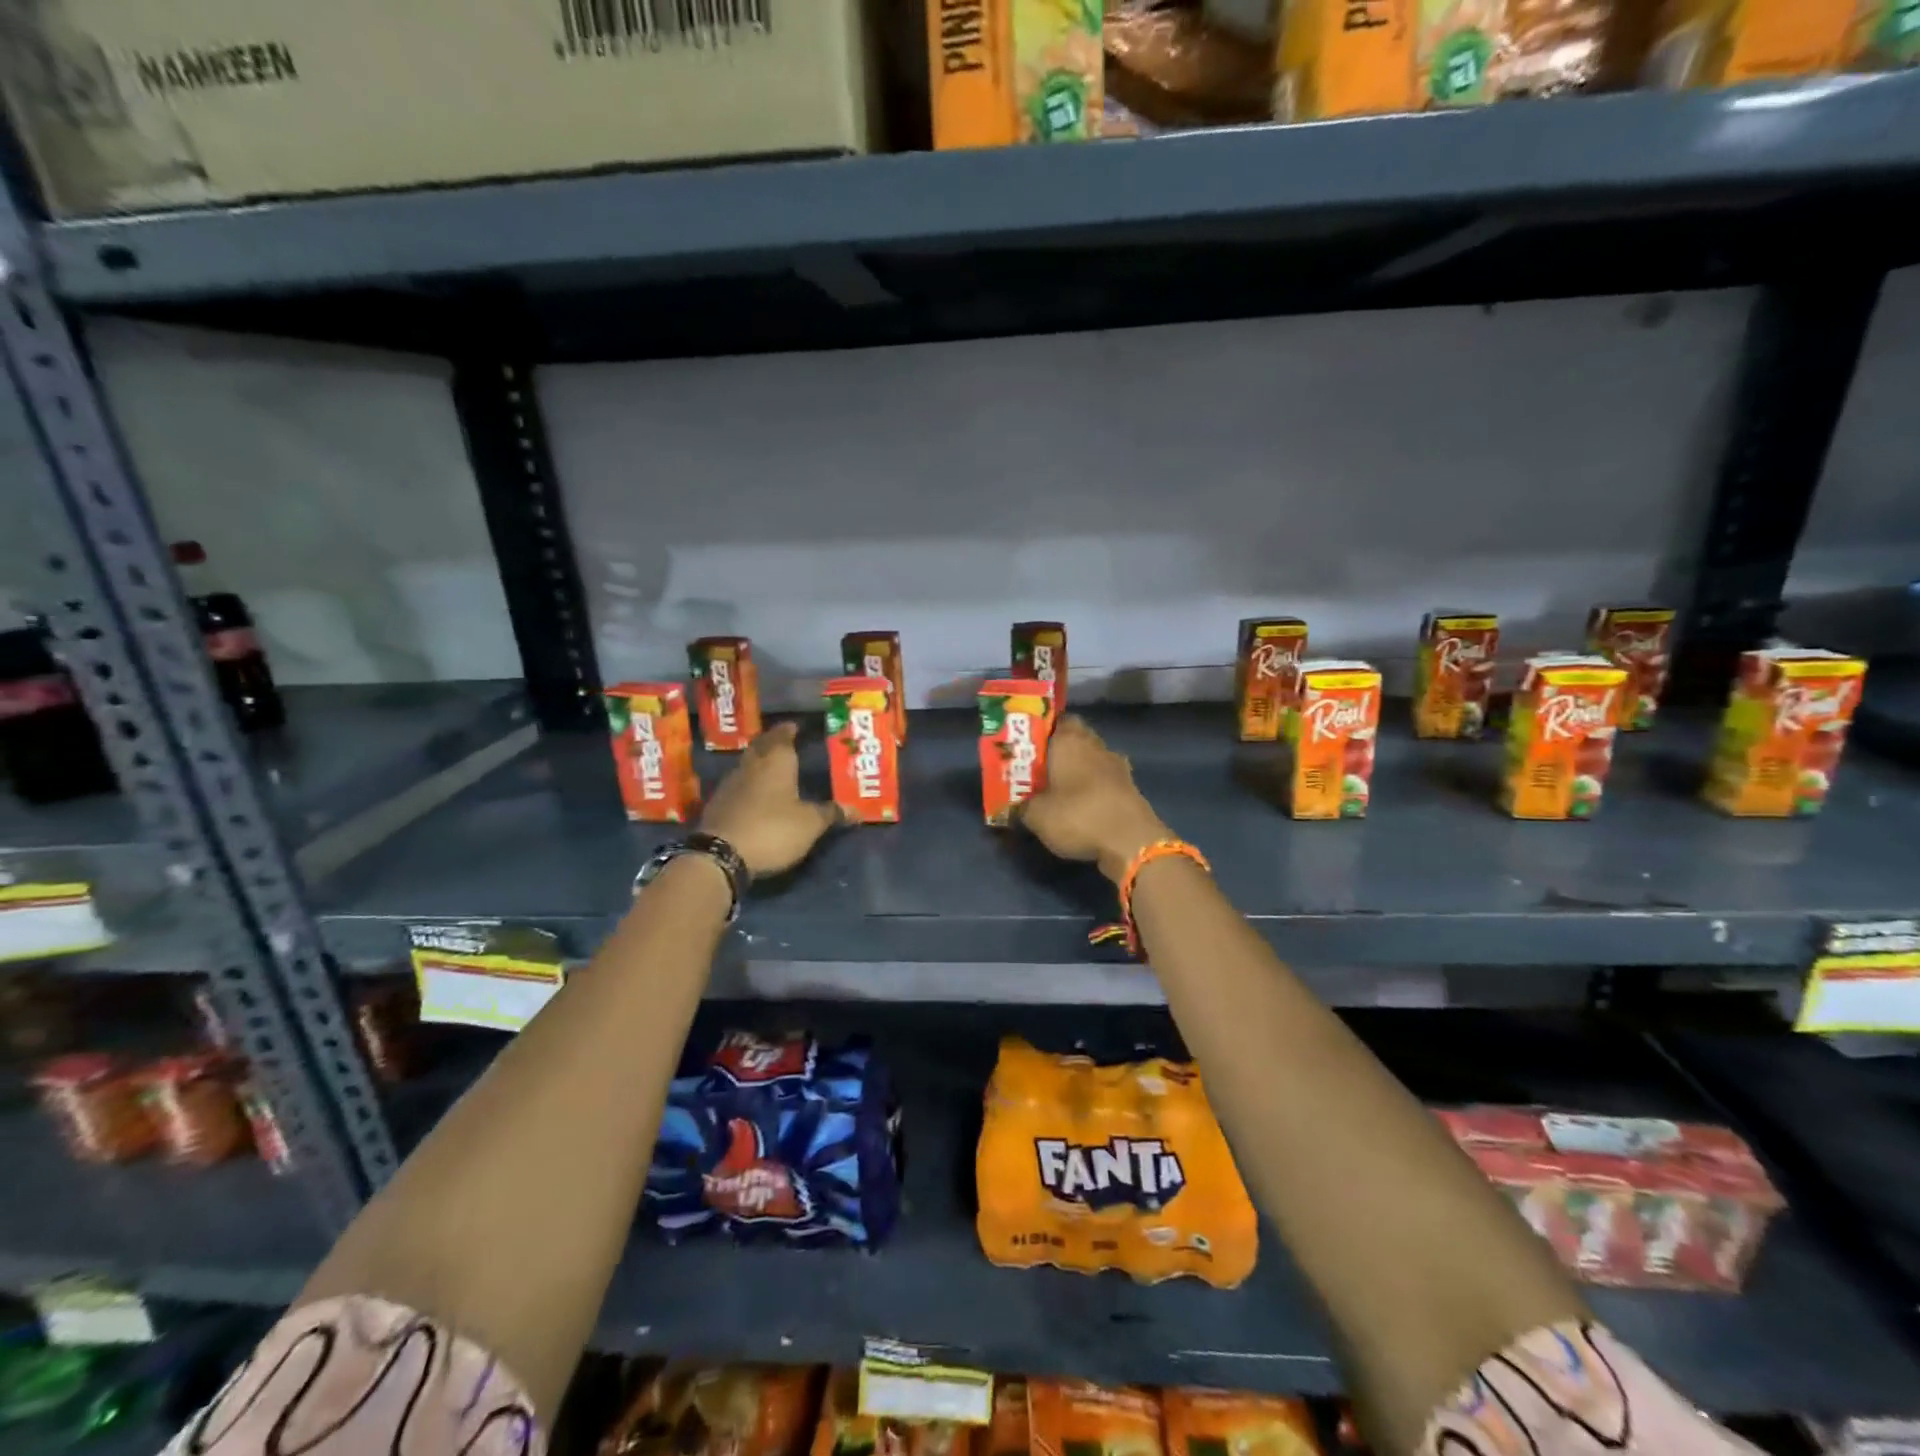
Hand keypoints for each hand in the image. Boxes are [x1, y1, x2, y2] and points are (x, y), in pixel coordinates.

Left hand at [699, 722, 837, 876]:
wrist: (720, 854)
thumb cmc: (772, 829)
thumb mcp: (810, 824)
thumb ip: (831, 813)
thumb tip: (855, 809)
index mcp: (776, 761)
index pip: (782, 735)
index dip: (789, 730)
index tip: (796, 726)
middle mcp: (752, 765)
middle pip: (761, 746)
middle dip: (772, 742)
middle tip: (786, 743)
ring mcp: (730, 783)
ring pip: (748, 764)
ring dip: (759, 763)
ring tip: (773, 767)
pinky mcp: (718, 803)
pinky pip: (738, 785)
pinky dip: (749, 784)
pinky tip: (755, 794)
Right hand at [1020, 716, 1170, 883]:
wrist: (1131, 843)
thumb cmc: (1077, 815)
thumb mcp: (1036, 815)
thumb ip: (1021, 806)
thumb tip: (1013, 807)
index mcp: (1070, 739)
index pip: (1057, 719)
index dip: (1042, 730)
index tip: (1027, 745)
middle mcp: (1096, 745)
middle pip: (1075, 739)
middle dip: (1058, 751)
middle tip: (1038, 769)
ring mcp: (1117, 766)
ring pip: (1092, 760)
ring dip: (1078, 771)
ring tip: (1058, 789)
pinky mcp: (1130, 788)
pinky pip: (1105, 781)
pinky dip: (1094, 789)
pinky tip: (1081, 806)